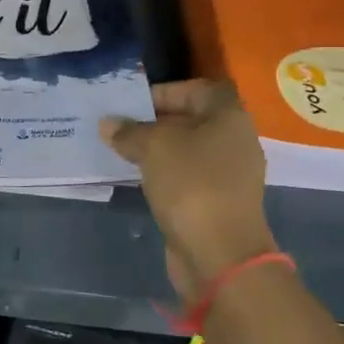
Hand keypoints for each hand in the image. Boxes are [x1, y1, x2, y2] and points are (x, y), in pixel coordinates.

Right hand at [102, 80, 276, 301]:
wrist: (220, 254)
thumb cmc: (191, 184)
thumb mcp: (153, 147)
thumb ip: (129, 131)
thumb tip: (108, 124)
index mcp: (229, 117)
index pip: (197, 89)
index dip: (165, 91)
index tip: (133, 104)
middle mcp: (235, 141)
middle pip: (192, 119)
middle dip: (155, 122)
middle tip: (120, 127)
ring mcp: (229, 175)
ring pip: (188, 150)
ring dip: (157, 150)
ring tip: (123, 152)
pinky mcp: (218, 202)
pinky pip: (187, 177)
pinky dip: (165, 174)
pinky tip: (139, 179)